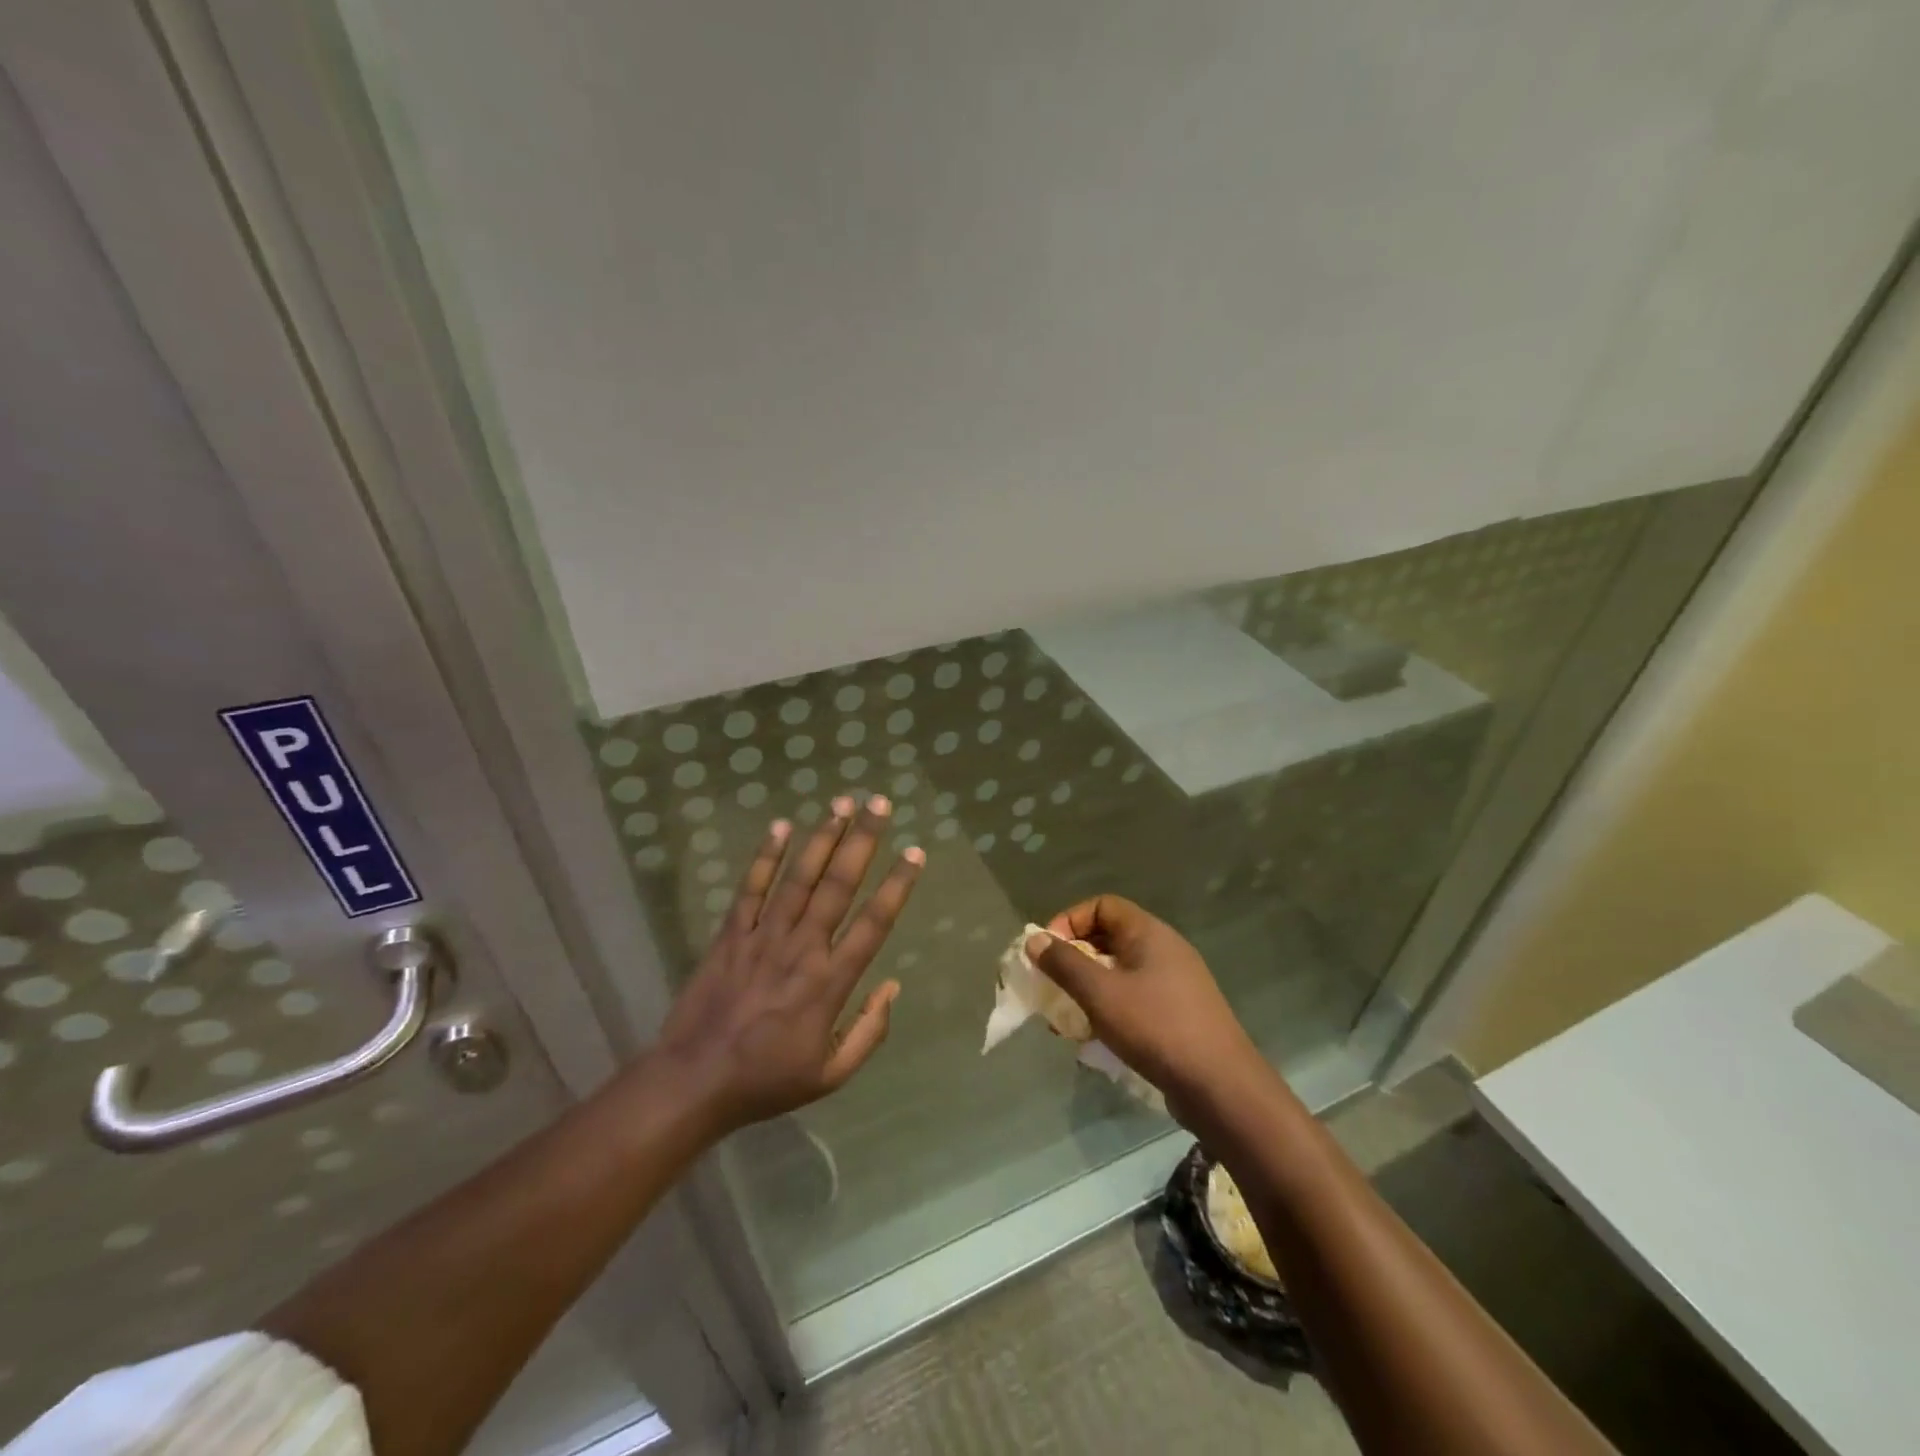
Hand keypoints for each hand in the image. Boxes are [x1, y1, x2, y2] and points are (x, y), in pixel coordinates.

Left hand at [657, 795, 923, 1134]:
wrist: (694, 1082)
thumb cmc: (767, 1081)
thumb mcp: (830, 1075)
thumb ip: (869, 1032)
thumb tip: (893, 986)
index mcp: (830, 982)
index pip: (874, 923)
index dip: (897, 885)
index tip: (915, 853)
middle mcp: (802, 948)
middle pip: (838, 885)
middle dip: (862, 841)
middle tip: (879, 803)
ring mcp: (763, 936)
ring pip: (799, 877)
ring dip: (822, 837)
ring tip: (841, 802)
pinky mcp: (730, 934)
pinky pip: (751, 889)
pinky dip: (766, 857)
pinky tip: (781, 826)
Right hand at [1025, 896, 1263, 1114]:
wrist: (1220, 1086)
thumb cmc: (1156, 1027)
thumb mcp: (1100, 993)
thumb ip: (1064, 964)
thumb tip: (1034, 939)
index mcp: (1149, 933)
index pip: (1102, 905)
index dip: (1070, 920)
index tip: (1048, 951)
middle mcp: (1164, 949)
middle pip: (1109, 937)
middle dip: (1075, 959)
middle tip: (1053, 986)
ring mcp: (1176, 982)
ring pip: (1120, 971)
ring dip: (1089, 989)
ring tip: (1068, 1020)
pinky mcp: (1180, 1013)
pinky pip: (1135, 997)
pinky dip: (1111, 1009)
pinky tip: (1097, 1039)